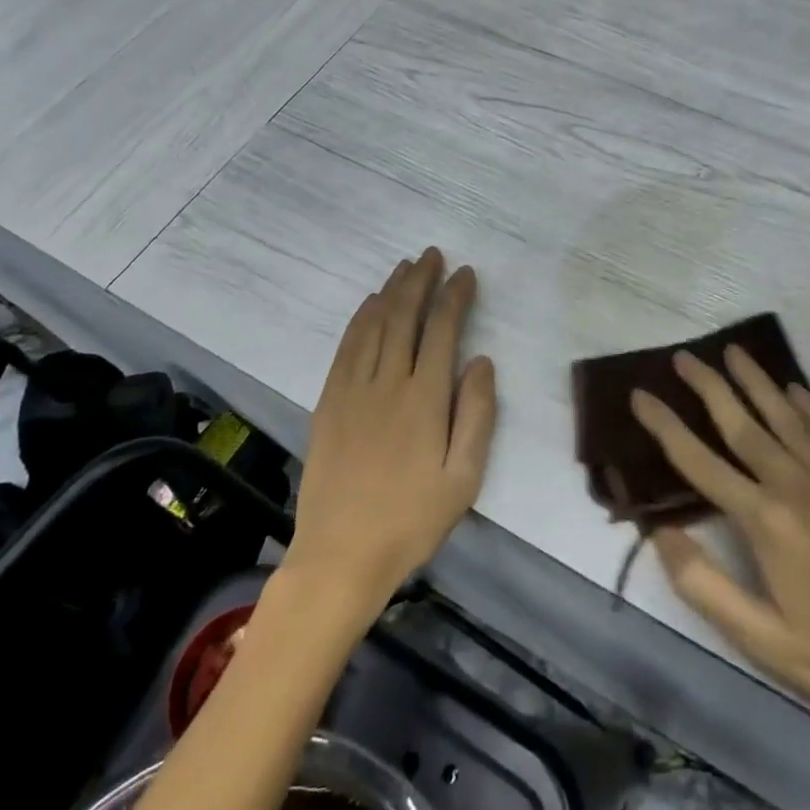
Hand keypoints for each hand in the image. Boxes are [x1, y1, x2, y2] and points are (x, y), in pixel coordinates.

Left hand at [283, 249, 496, 614]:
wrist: (341, 555)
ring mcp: (352, 390)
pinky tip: (369, 305)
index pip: (442, 330)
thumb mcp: (464, 478)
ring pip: (373, 325)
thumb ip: (476, 415)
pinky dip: (360, 319)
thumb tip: (480, 360)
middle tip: (432, 255)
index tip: (466, 273)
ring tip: (405, 267)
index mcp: (424, 399)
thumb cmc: (412, 519)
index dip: (455, 296)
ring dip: (390, 291)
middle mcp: (387, 383)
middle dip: (420, 281)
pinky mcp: (328, 402)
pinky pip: (346, 347)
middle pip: (404, 317)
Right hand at [632, 348, 809, 752]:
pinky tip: (798, 390)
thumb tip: (660, 532)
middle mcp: (799, 487)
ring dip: (757, 382)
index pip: (700, 462)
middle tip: (684, 356)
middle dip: (709, 386)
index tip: (640, 395)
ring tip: (733, 352)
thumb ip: (704, 584)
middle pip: (743, 424)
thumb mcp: (761, 641)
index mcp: (767, 523)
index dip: (665, 426)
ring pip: (788, 418)